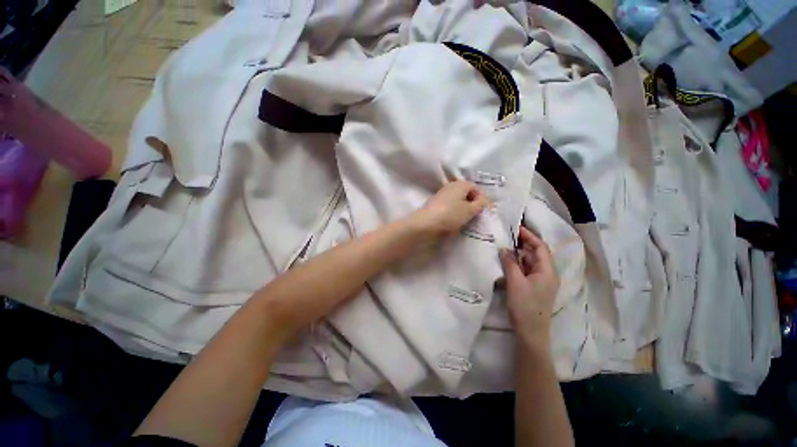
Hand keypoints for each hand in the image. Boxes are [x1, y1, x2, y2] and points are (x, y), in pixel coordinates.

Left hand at [411, 181, 490, 239]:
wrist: (425, 224)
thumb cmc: (450, 215)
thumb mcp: (470, 210)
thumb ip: (480, 204)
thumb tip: (483, 201)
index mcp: (460, 184)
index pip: (475, 188)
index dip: (482, 199)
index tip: (485, 211)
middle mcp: (450, 187)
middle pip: (466, 193)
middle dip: (473, 204)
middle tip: (477, 215)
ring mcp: (441, 196)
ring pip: (457, 201)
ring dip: (463, 209)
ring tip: (467, 220)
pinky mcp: (434, 205)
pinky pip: (449, 207)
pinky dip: (454, 212)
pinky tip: (455, 221)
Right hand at [499, 227, 559, 347]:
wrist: (531, 332)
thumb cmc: (525, 306)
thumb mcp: (515, 282)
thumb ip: (509, 263)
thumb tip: (504, 248)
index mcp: (547, 271)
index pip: (541, 247)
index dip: (529, 236)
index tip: (516, 228)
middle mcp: (547, 274)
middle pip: (536, 253)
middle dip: (523, 244)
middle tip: (507, 236)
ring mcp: (541, 281)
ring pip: (530, 262)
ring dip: (518, 254)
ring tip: (504, 247)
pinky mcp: (535, 287)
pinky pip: (526, 270)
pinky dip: (517, 264)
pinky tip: (507, 262)